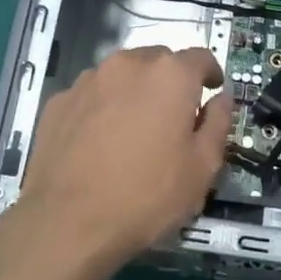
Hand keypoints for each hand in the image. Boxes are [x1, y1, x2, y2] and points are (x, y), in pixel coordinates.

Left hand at [0, 46, 231, 279]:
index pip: (200, 57)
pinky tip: (99, 141)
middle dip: (171, 82)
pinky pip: (92, 95)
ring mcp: (88, 80)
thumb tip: (221, 98)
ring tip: (133, 130)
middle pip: (159, 61)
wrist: (68, 222)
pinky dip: (102, 107)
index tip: (211, 93)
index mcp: (170, 75)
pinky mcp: (59, 101)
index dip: (210, 74)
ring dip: (134, 92)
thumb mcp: (202, 168)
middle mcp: (128, 64)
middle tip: (173, 118)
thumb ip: (218, 124)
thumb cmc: (147, 195)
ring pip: (122, 75)